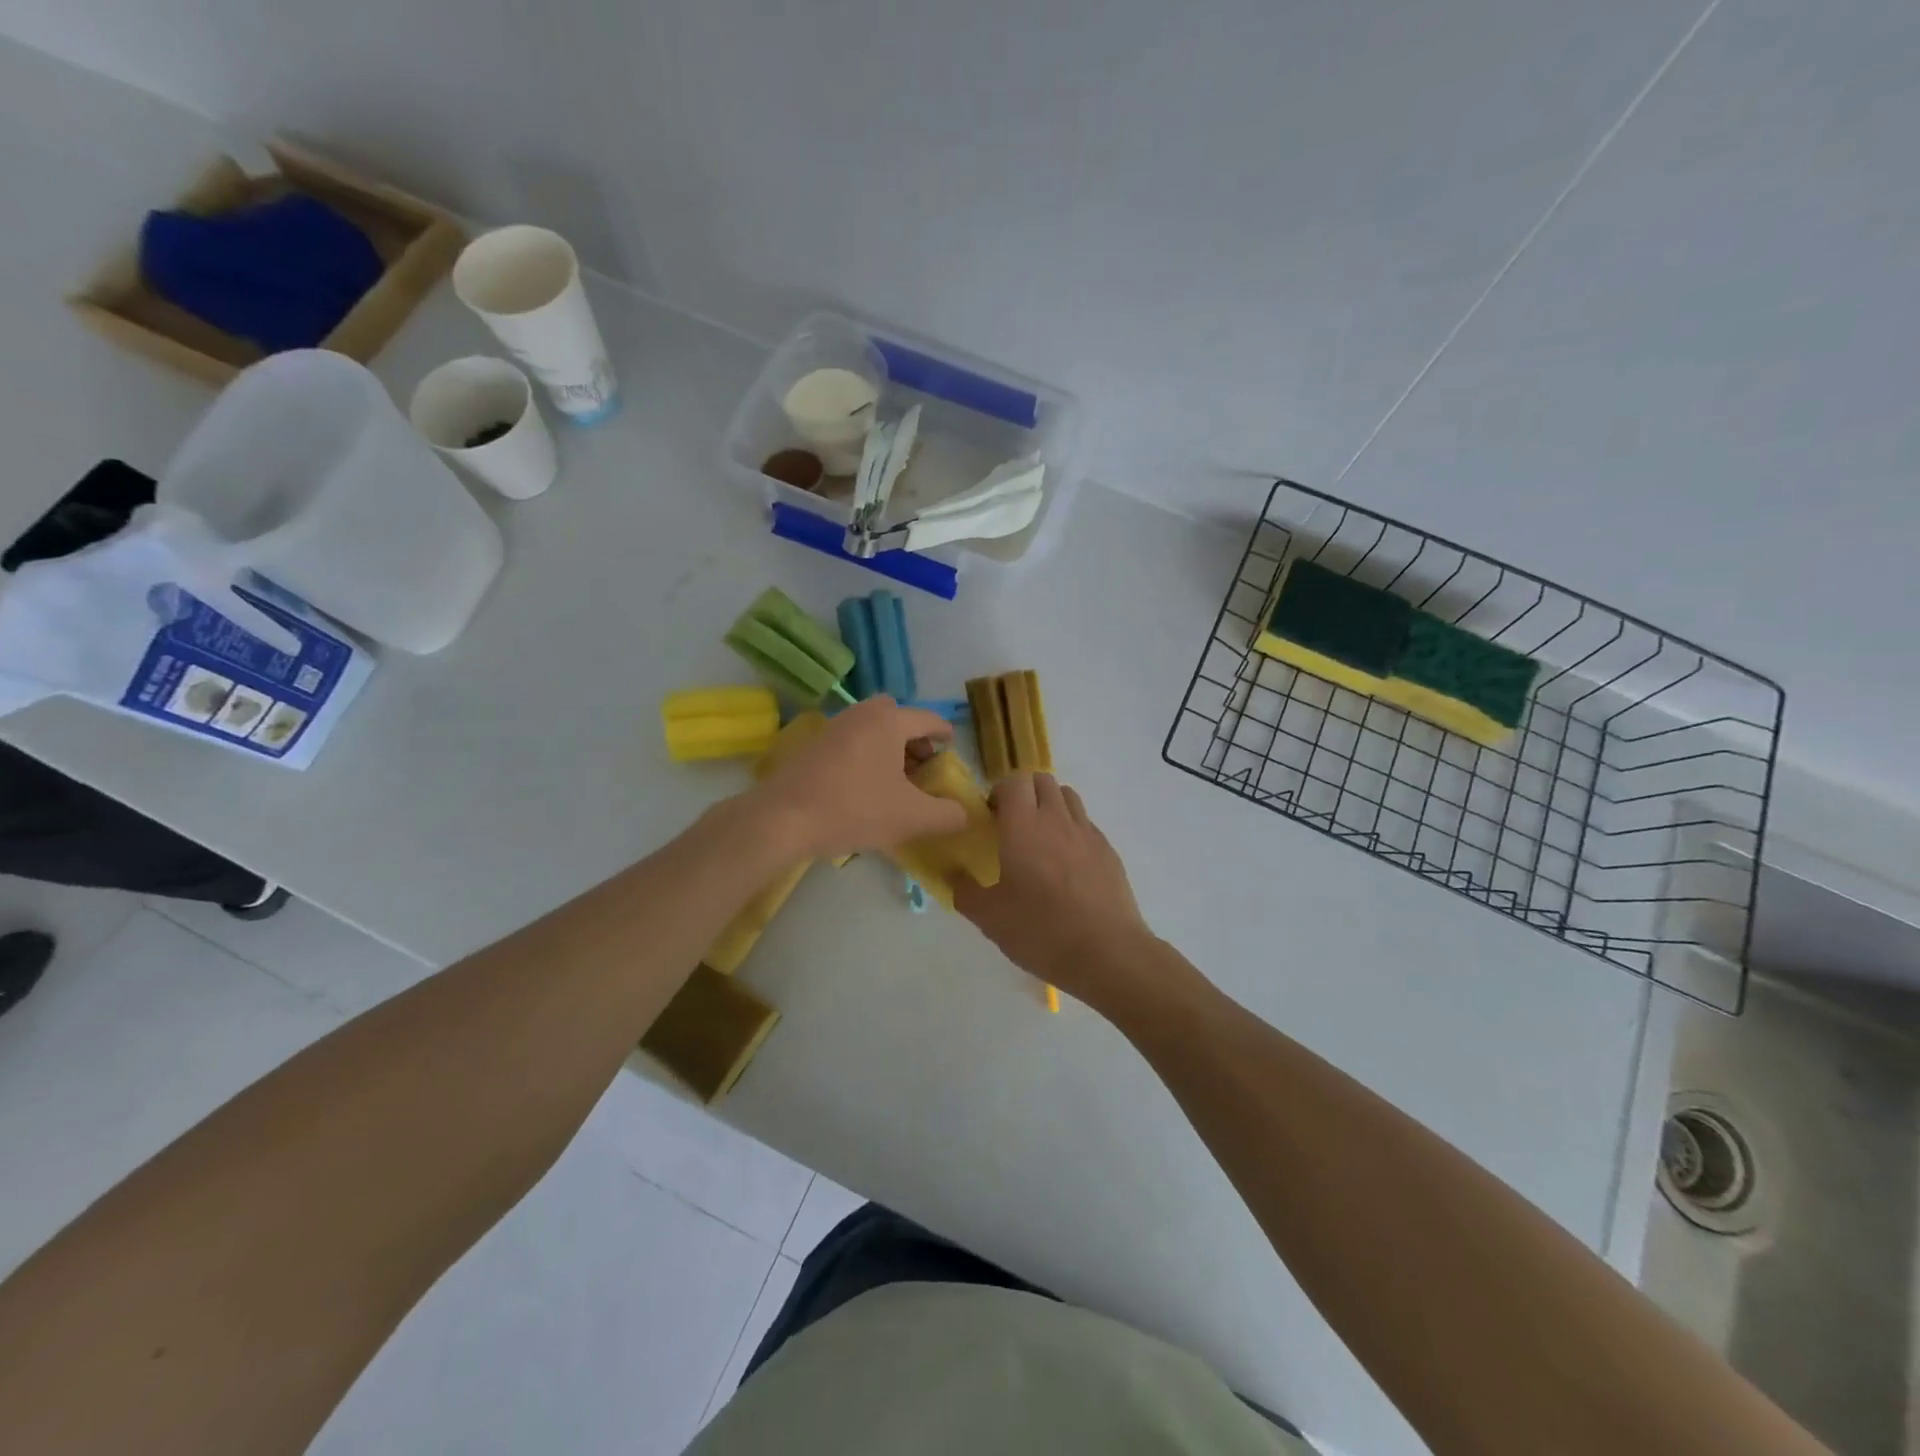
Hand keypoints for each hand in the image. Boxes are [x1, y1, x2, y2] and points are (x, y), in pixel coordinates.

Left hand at [748, 697, 966, 860]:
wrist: (783, 819)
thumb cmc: (855, 809)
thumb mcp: (912, 818)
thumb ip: (947, 815)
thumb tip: (964, 814)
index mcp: (889, 721)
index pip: (929, 720)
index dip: (946, 736)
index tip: (952, 751)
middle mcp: (861, 714)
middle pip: (897, 716)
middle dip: (914, 738)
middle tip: (922, 767)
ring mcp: (833, 727)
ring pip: (871, 728)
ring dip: (889, 747)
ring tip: (896, 781)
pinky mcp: (812, 746)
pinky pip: (851, 741)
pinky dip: (866, 755)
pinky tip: (865, 788)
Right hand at [952, 773, 1156, 1006]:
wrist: (1107, 953)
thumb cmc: (1041, 931)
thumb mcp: (990, 918)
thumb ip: (964, 891)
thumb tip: (951, 874)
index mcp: (1023, 827)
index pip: (1013, 781)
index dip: (999, 791)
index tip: (991, 816)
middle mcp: (1057, 819)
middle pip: (1042, 780)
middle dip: (1025, 792)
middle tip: (1012, 823)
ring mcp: (1087, 832)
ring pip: (1068, 796)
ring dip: (1050, 805)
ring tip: (1041, 837)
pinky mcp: (1108, 850)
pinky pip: (1086, 823)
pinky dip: (1072, 829)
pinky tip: (1067, 863)